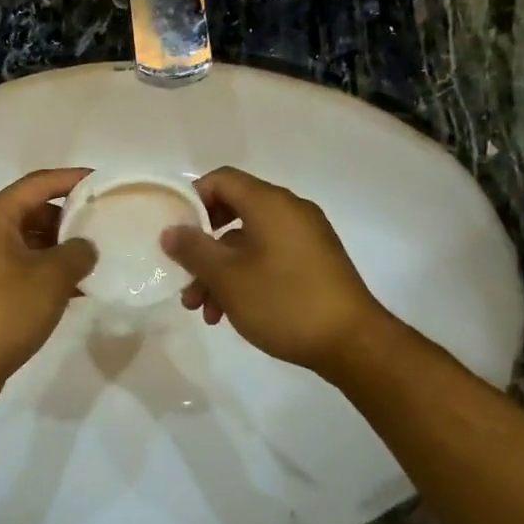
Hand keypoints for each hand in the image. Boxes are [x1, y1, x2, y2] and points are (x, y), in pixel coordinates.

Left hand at [0, 168, 97, 400]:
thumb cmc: (3, 311)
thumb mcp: (51, 278)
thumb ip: (78, 252)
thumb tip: (85, 247)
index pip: (39, 183)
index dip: (73, 179)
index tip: (105, 183)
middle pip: (32, 210)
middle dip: (68, 217)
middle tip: (104, 227)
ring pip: (27, 241)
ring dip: (59, 248)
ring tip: (95, 260)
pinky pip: (20, 266)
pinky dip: (45, 271)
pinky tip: (75, 289)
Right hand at [161, 166, 400, 380]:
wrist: (353, 344)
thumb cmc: (284, 301)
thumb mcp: (227, 277)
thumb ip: (193, 249)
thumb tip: (171, 231)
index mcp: (270, 204)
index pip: (221, 180)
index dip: (192, 200)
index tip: (175, 231)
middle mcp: (290, 212)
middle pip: (232, 213)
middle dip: (202, 247)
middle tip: (184, 276)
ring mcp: (305, 238)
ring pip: (247, 242)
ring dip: (219, 271)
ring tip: (203, 310)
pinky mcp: (314, 263)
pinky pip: (268, 257)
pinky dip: (244, 276)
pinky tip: (230, 313)